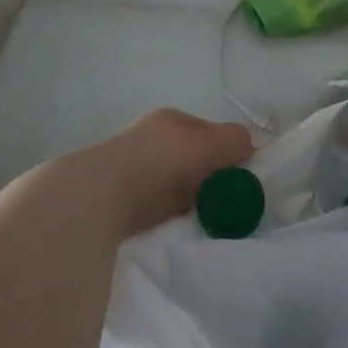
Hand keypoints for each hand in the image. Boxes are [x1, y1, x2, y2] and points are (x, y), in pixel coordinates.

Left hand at [48, 109, 253, 237]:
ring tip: (205, 219)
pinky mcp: (121, 201)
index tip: (244, 179)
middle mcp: (151, 139)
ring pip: (178, 184)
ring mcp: (133, 169)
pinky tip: (179, 227)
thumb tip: (251, 149)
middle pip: (195, 159)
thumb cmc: (157, 162)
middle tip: (228, 202)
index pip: (211, 132)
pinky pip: (159, 208)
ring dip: (192, 199)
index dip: (230, 153)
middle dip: (212, 179)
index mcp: (171, 120)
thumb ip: (234, 142)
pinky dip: (171, 216)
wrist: (97, 198)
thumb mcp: (207, 144)